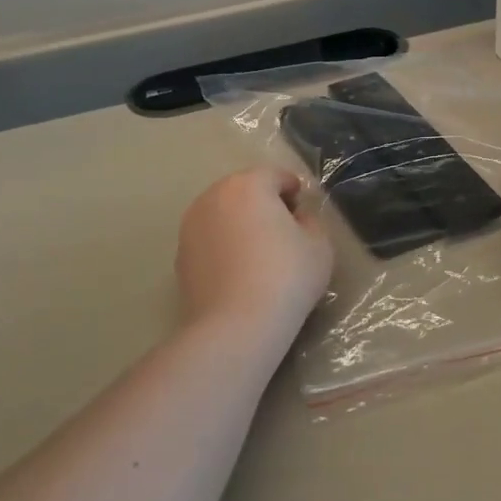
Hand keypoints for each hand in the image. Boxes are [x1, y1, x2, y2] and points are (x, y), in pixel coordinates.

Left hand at [176, 167, 333, 338]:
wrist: (237, 325)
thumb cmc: (286, 276)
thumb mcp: (319, 245)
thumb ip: (310, 221)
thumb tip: (296, 217)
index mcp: (248, 185)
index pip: (275, 175)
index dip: (293, 189)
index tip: (303, 210)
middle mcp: (213, 197)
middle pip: (244, 191)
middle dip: (264, 203)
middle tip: (284, 231)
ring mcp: (191, 226)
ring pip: (223, 214)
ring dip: (240, 224)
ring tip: (259, 253)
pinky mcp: (180, 256)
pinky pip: (210, 240)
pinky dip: (224, 246)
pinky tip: (239, 272)